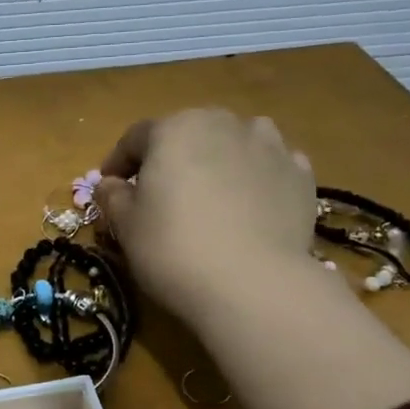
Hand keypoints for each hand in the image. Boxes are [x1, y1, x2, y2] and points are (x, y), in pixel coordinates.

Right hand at [95, 110, 318, 320]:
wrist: (254, 284)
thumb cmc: (174, 249)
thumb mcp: (126, 227)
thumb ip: (112, 197)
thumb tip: (109, 184)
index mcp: (175, 129)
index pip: (136, 138)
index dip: (118, 162)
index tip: (110, 187)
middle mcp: (224, 123)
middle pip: (189, 135)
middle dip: (171, 159)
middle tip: (160, 194)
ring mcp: (270, 146)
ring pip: (234, 144)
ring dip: (218, 161)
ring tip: (211, 195)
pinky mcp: (300, 175)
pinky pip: (268, 168)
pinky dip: (255, 180)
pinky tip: (249, 208)